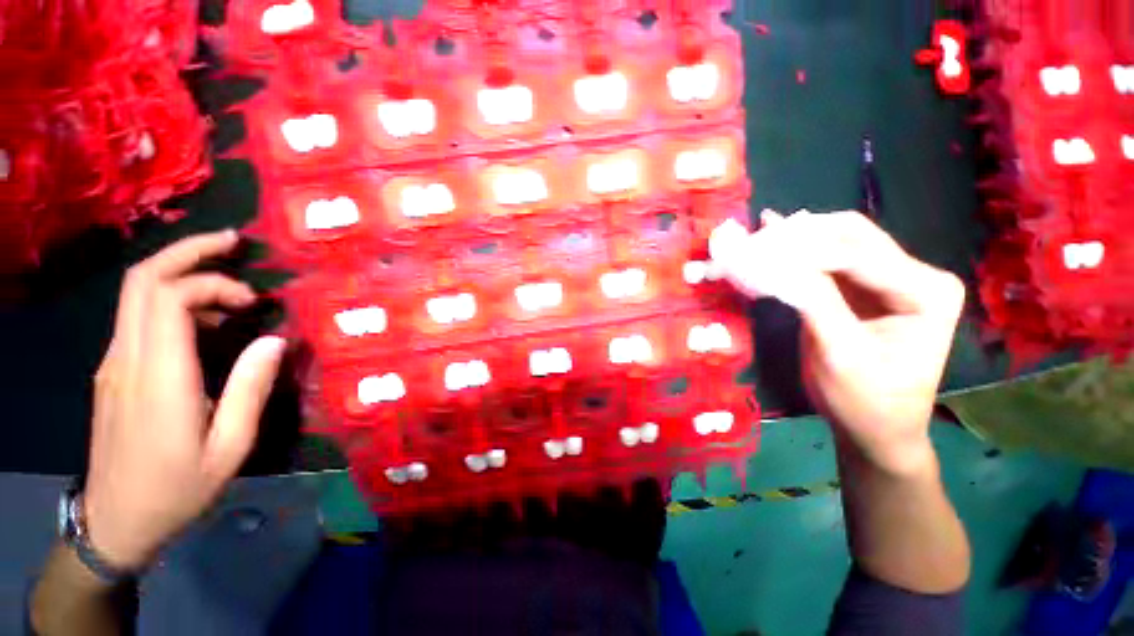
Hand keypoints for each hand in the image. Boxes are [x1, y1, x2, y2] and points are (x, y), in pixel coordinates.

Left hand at [84, 230, 285, 570]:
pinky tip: (204, 321)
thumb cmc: (177, 490)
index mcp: (157, 378)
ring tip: (229, 287)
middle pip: (142, 279)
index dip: (213, 283)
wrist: (115, 523)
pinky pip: (137, 317)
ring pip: (135, 293)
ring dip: (181, 273)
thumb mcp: (230, 448)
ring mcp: (113, 363)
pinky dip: (172, 300)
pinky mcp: (112, 371)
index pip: (169, 297)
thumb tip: (274, 340)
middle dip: (188, 251)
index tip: (252, 302)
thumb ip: (251, 389)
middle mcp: (126, 359)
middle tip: (233, 244)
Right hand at [711, 211, 963, 475]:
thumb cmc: (864, 401)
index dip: (806, 251)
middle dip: (802, 236)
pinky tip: (773, 239)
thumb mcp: (839, 354)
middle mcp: (915, 275)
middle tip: (756, 239)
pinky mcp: (865, 289)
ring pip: (839, 243)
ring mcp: (890, 279)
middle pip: (853, 237)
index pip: (859, 256)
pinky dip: (799, 254)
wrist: (876, 429)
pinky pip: (830, 261)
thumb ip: (816, 303)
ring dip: (798, 241)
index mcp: (926, 292)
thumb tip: (780, 262)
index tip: (758, 250)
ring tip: (758, 237)